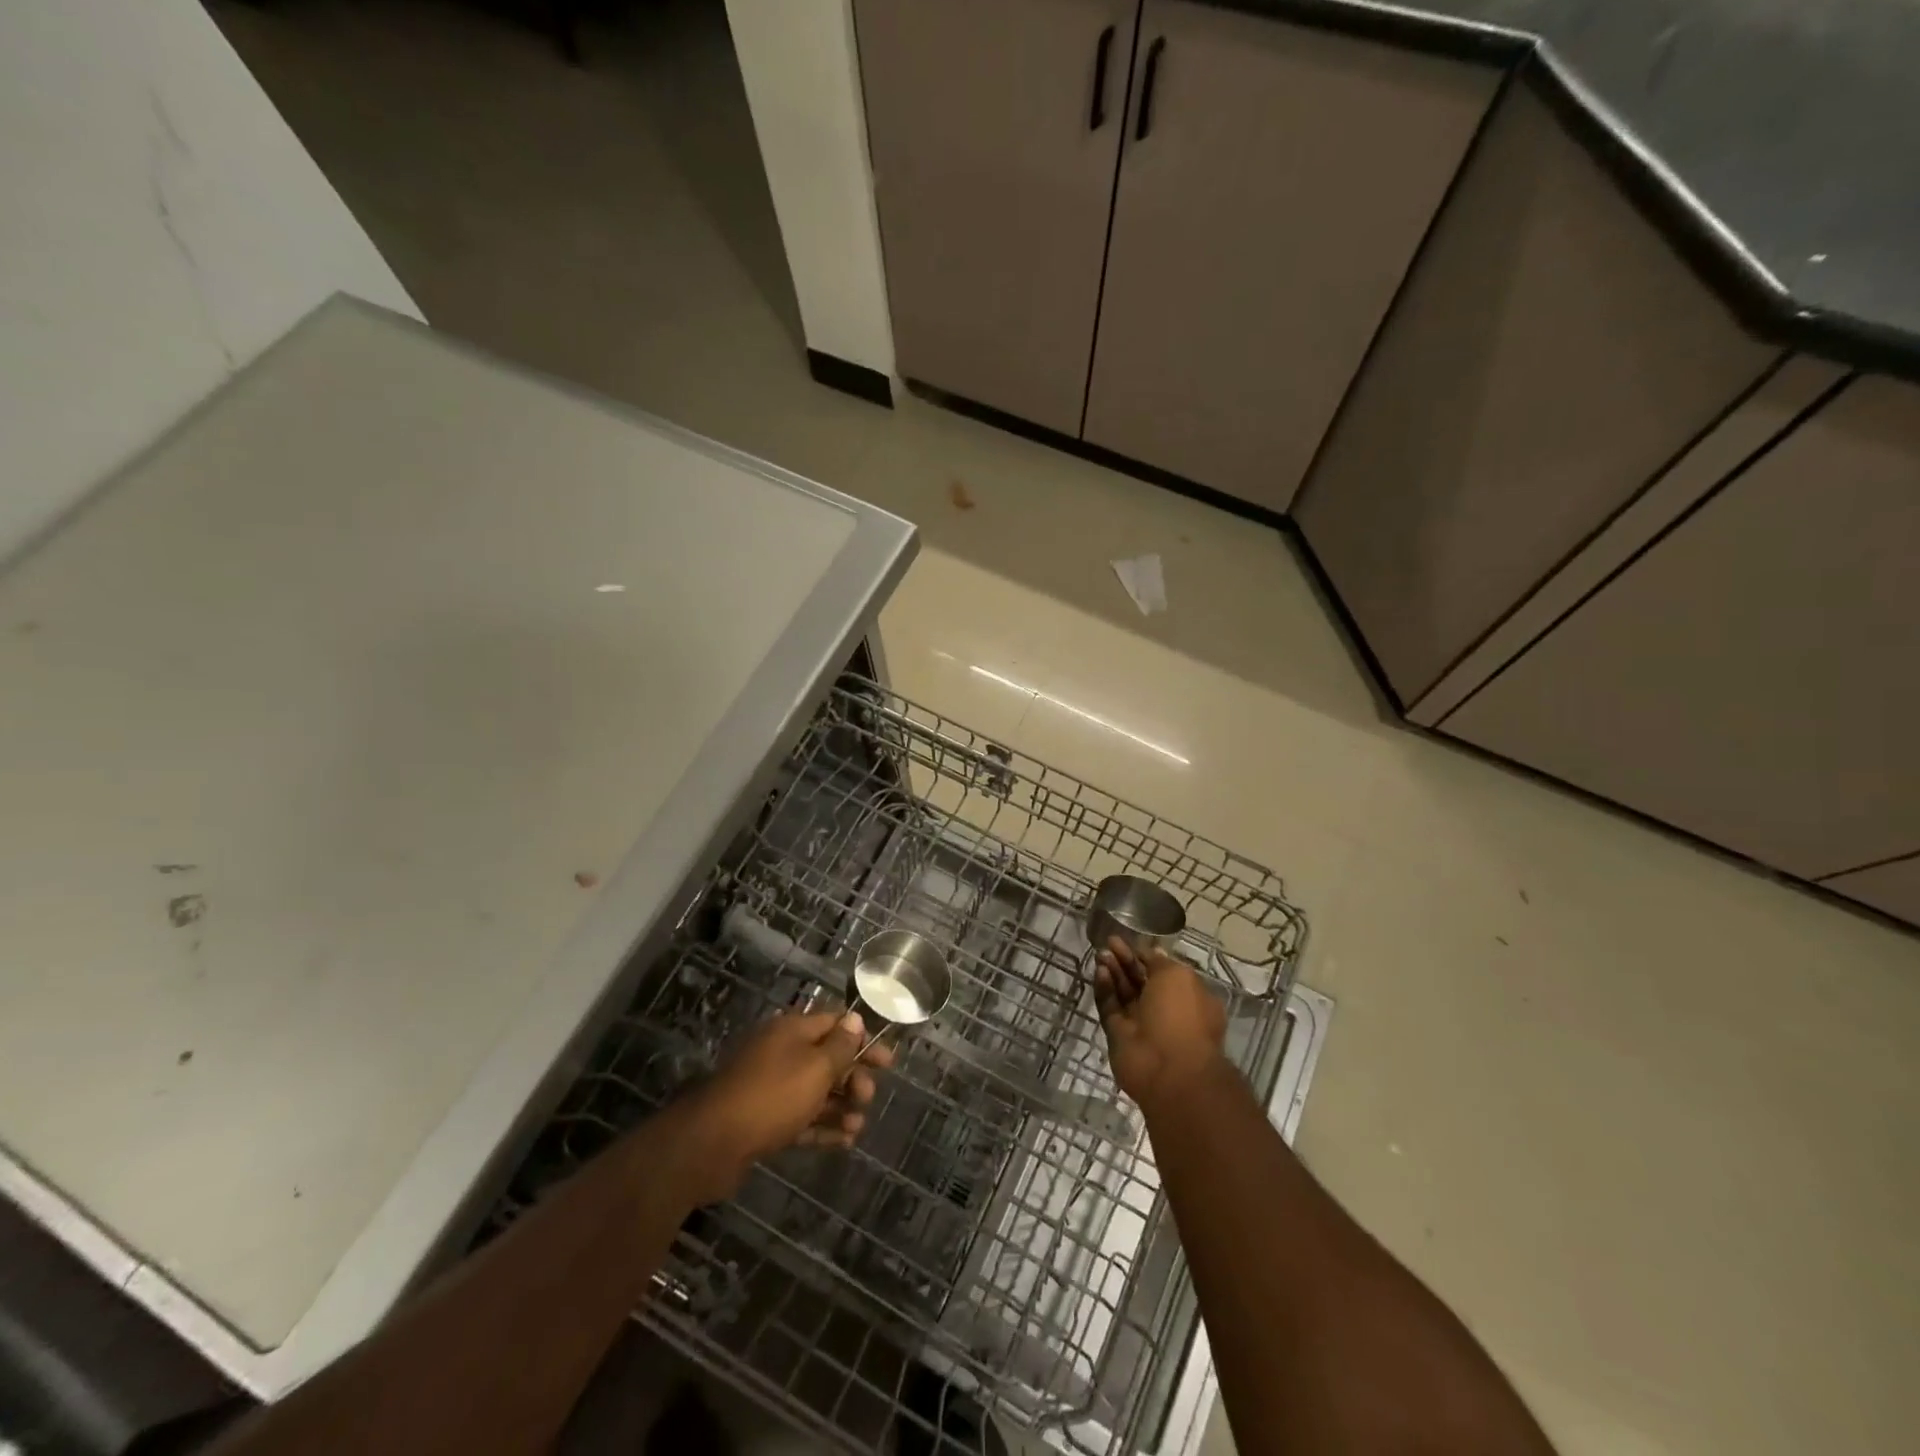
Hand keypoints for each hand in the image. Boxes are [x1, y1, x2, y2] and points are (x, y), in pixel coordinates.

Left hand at [684, 1009, 893, 1201]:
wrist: (712, 1143)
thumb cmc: (772, 1095)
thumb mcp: (816, 1067)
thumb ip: (840, 1045)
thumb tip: (855, 1019)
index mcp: (792, 1031)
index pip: (835, 1024)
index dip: (863, 1039)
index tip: (887, 1061)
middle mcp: (782, 1053)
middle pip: (827, 1058)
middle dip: (852, 1077)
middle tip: (867, 1098)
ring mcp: (771, 1087)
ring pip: (815, 1091)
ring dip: (840, 1105)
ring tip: (858, 1126)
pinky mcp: (763, 1120)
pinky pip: (801, 1117)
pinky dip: (822, 1126)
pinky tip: (844, 1141)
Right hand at [1095, 937, 1226, 1108]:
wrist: (1168, 1070)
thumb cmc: (1181, 1016)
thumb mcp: (1178, 976)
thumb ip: (1159, 963)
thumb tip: (1150, 953)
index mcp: (1187, 997)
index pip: (1163, 971)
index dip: (1145, 955)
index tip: (1128, 941)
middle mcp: (1165, 1010)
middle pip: (1141, 980)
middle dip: (1125, 961)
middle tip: (1108, 943)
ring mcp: (1141, 1024)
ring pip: (1124, 993)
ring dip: (1113, 972)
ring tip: (1100, 954)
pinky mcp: (1120, 1035)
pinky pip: (1110, 1007)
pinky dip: (1105, 989)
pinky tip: (1099, 971)